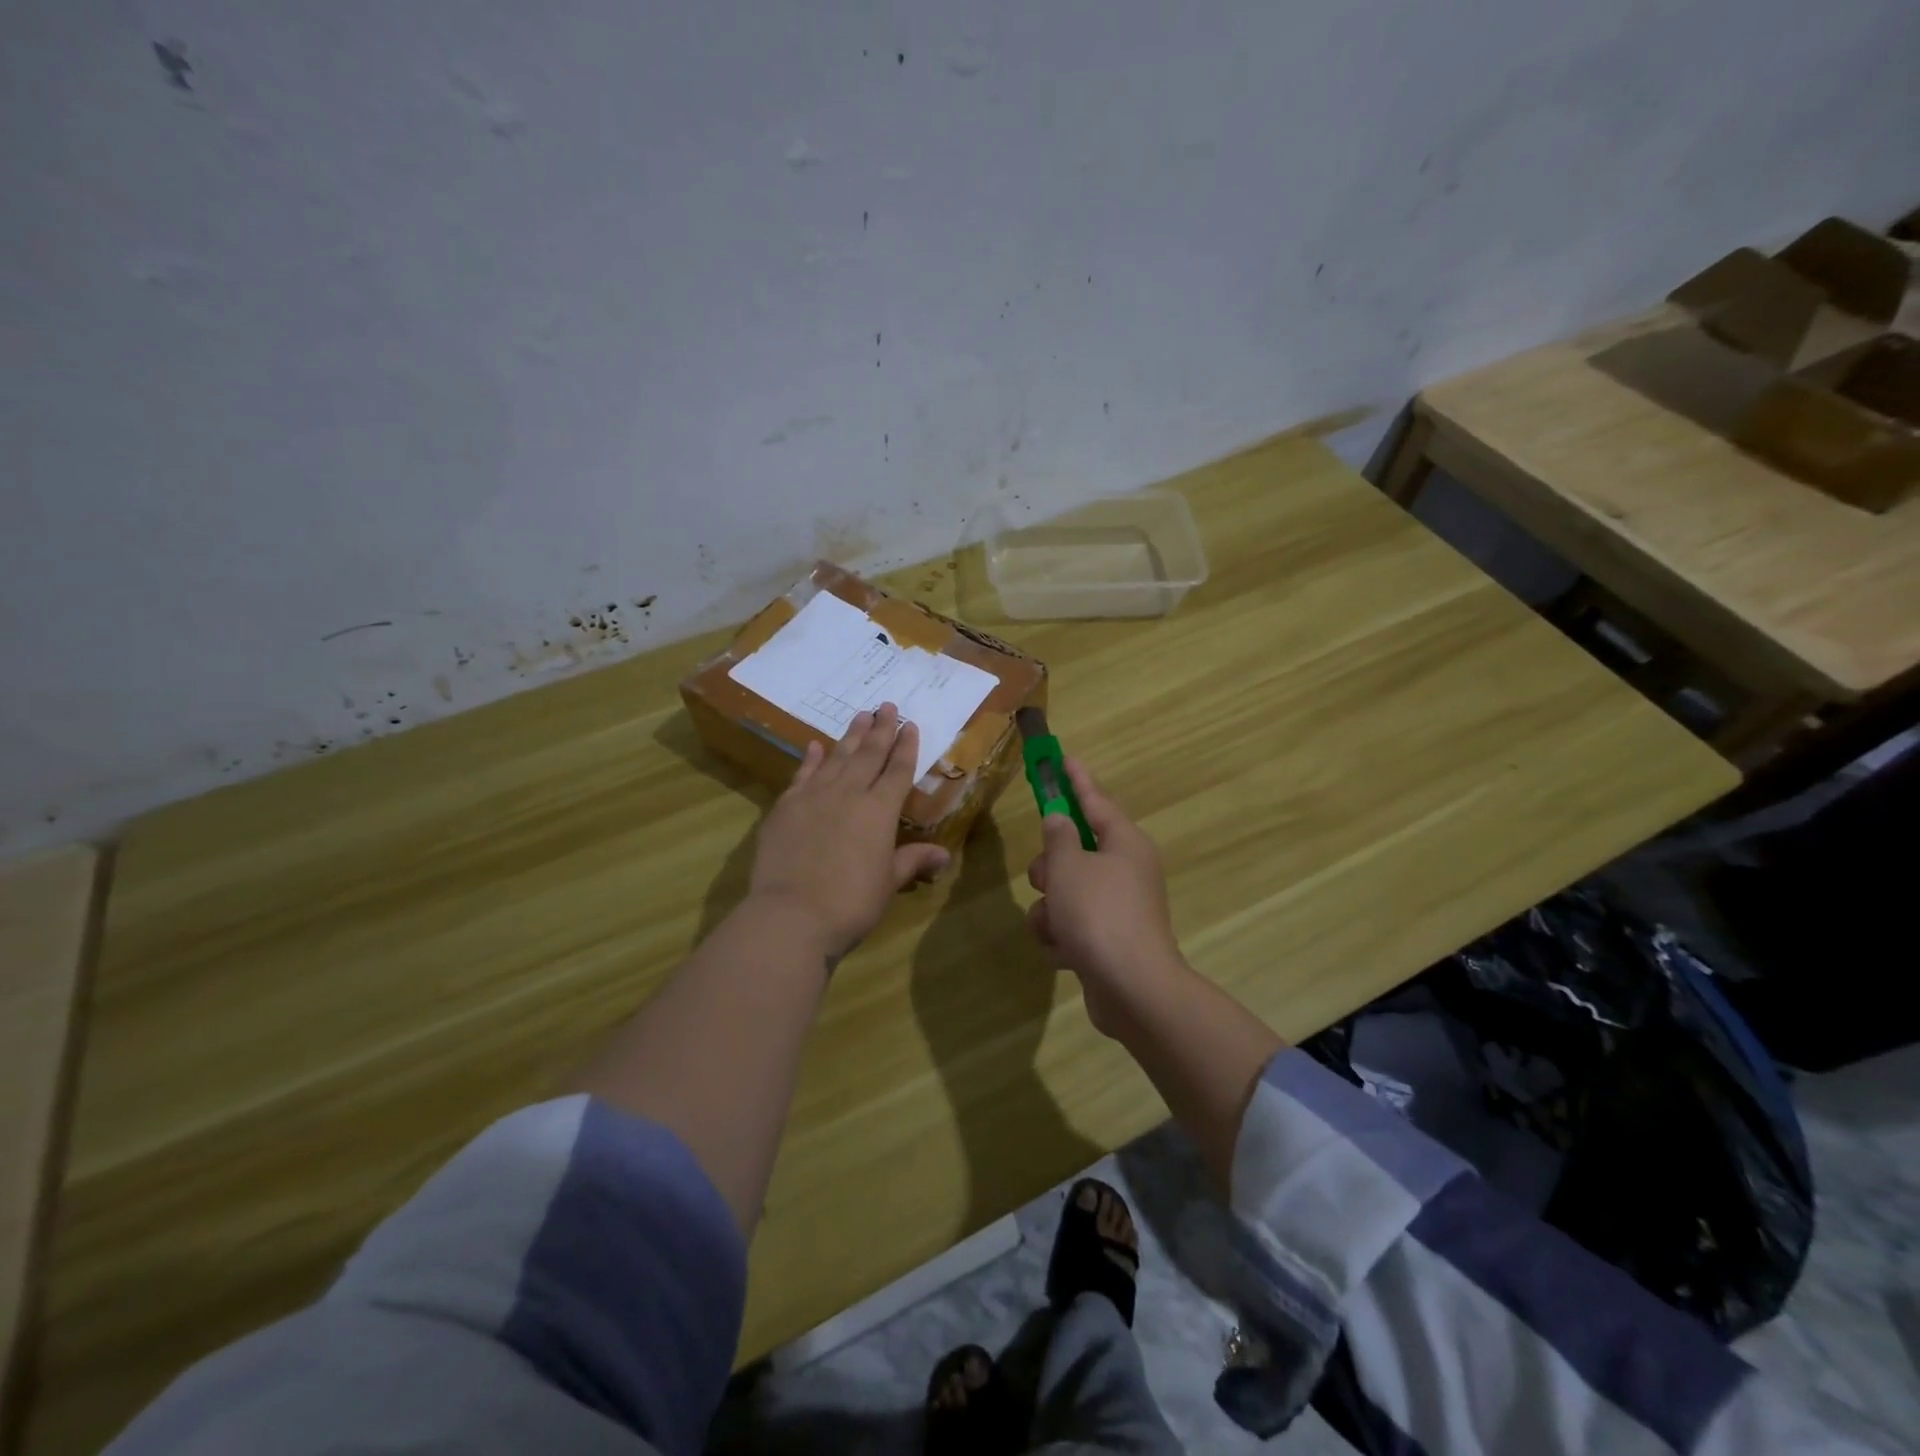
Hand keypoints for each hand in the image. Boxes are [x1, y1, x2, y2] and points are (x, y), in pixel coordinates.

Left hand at [749, 703, 950, 961]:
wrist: (791, 914)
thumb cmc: (851, 903)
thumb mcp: (888, 884)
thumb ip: (912, 861)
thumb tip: (944, 855)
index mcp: (880, 811)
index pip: (897, 771)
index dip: (906, 747)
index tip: (910, 725)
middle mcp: (849, 794)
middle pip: (868, 754)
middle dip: (881, 729)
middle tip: (887, 705)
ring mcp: (814, 797)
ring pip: (837, 757)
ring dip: (850, 735)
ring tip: (860, 714)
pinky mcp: (785, 807)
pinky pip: (802, 774)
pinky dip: (810, 759)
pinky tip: (815, 745)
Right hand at [1025, 759, 1188, 1035]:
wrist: (1132, 990)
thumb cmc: (1099, 915)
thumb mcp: (1069, 867)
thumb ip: (1058, 837)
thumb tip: (1060, 820)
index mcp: (1124, 843)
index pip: (1095, 800)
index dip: (1075, 779)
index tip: (1062, 758)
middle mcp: (1126, 870)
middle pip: (1075, 849)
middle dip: (1051, 866)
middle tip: (1044, 878)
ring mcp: (1119, 907)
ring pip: (1067, 891)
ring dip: (1050, 908)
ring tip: (1054, 927)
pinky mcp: (1109, 941)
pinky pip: (1072, 924)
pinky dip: (1062, 936)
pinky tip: (1064, 952)